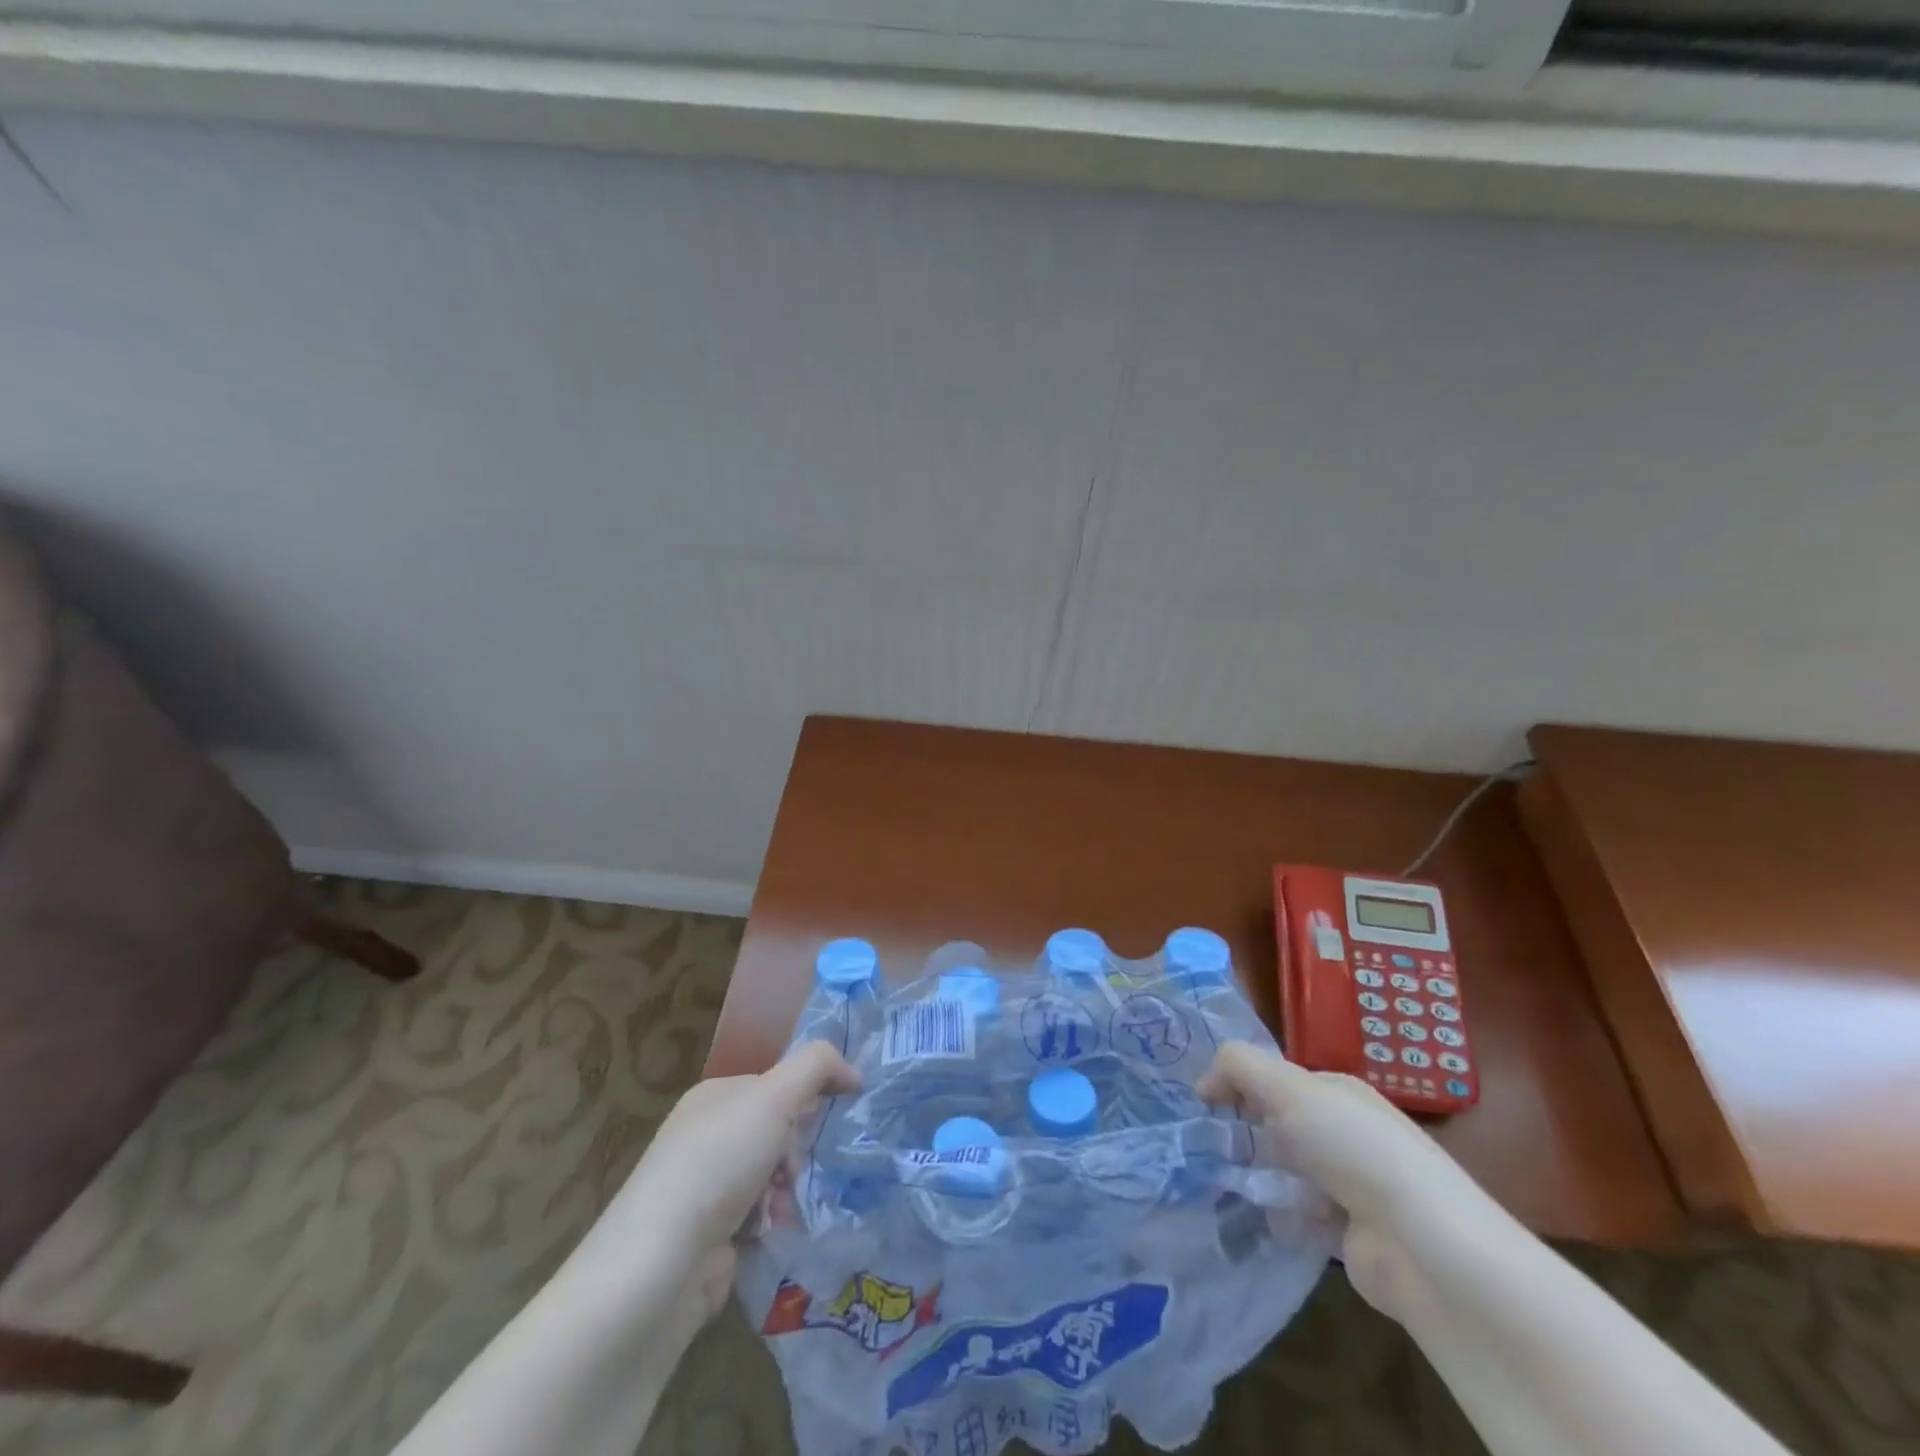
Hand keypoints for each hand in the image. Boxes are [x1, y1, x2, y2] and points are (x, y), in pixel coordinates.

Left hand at [613, 1041, 860, 1251]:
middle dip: (796, 1152)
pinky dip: (770, 1224)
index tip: (821, 1123)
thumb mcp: (773, 1097)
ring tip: (780, 1210)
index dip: (804, 1100)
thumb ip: (816, 1066)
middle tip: (794, 1171)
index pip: (776, 1085)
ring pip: (772, 1176)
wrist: (659, 1268)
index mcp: (714, 1096)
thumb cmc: (717, 1165)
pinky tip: (767, 1235)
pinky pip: (758, 1218)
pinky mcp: (708, 1238)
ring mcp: (704, 1189)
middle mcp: (706, 1136)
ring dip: (787, 1192)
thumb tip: (853, 1072)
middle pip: (777, 1131)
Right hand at [1198, 1042, 1495, 1319]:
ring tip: (1231, 1185)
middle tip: (1212, 1146)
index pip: (1276, 1078)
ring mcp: (1350, 1185)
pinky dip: (1283, 1218)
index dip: (1239, 1084)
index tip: (1205, 1103)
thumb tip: (1204, 1082)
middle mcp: (1345, 1133)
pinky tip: (1269, 1219)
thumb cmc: (1352, 1148)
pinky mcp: (1350, 1235)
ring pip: (1287, 1172)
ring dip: (1261, 1178)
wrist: (1422, 1245)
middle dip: (1246, 1134)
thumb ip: (1239, 1067)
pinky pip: (1301, 1218)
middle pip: (1280, 1125)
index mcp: (1338, 1092)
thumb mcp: (1287, 1088)